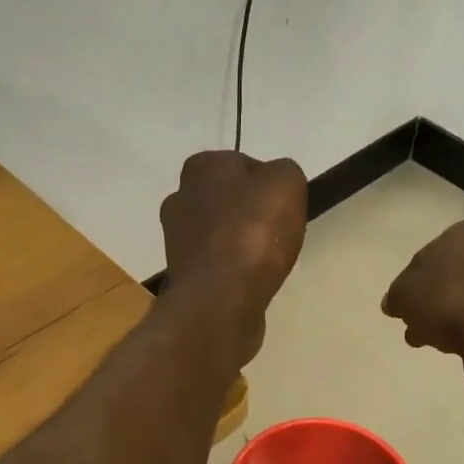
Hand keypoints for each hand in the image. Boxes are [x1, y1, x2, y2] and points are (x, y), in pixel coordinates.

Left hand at [161, 150, 307, 360]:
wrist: (222, 297)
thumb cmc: (254, 232)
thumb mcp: (287, 182)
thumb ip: (284, 173)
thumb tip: (275, 186)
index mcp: (201, 167)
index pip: (242, 166)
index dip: (267, 186)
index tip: (283, 208)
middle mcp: (179, 198)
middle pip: (227, 202)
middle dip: (248, 215)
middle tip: (276, 235)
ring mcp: (176, 240)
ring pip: (219, 235)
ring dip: (239, 246)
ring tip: (264, 263)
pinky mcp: (183, 276)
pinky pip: (215, 266)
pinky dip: (232, 272)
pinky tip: (249, 282)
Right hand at [383, 220, 463, 367]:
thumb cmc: (445, 301)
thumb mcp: (403, 295)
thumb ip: (395, 296)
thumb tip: (394, 302)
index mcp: (463, 233)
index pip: (426, 255)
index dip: (409, 282)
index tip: (402, 305)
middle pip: (448, 276)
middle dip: (429, 301)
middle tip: (414, 324)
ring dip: (446, 315)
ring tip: (429, 339)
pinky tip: (453, 344)